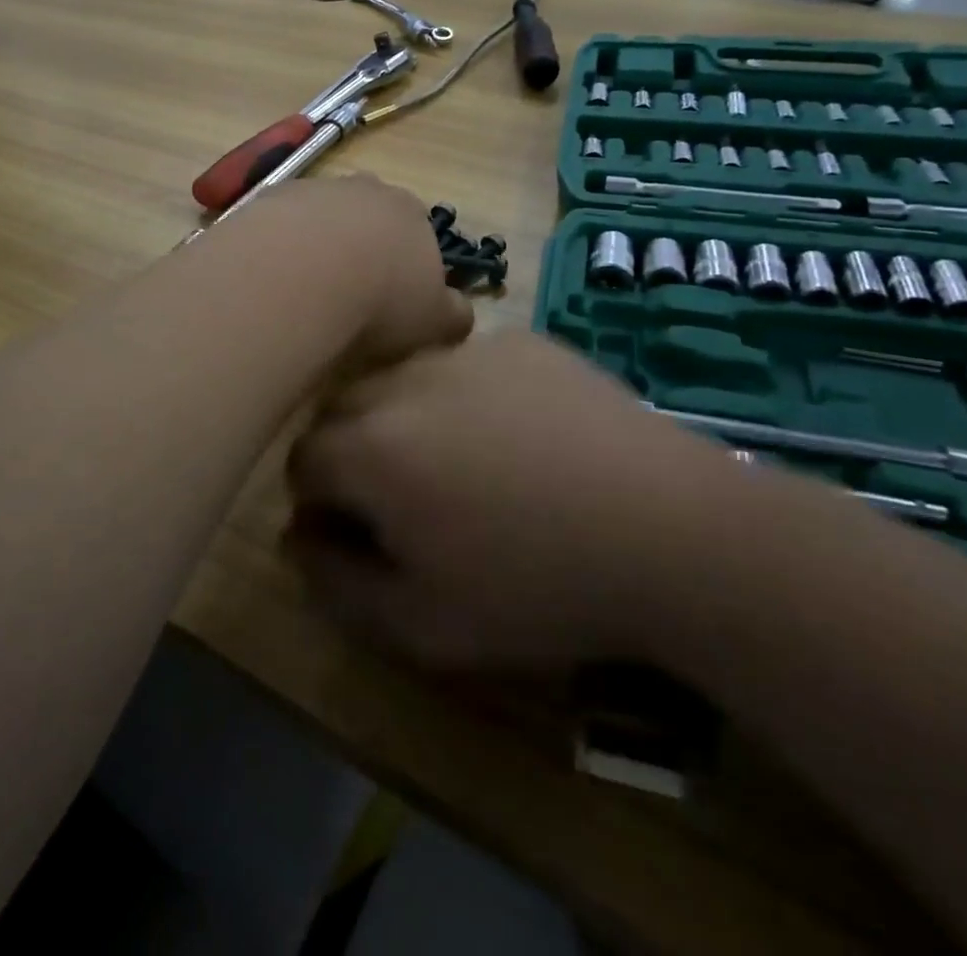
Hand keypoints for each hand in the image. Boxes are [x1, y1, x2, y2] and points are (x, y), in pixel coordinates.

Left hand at [233, 175, 473, 368]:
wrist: (301, 276)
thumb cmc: (381, 299)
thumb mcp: (434, 319)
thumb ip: (453, 313)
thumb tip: (461, 313)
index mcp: (411, 212)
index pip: (417, 229)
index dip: (407, 260)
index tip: (394, 294)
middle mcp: (364, 189)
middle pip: (367, 214)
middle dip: (362, 244)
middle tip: (348, 290)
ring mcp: (313, 189)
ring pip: (320, 215)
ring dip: (316, 243)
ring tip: (305, 290)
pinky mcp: (266, 200)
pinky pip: (278, 224)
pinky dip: (279, 246)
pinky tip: (272, 279)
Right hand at [285, 332, 736, 669]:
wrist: (669, 529)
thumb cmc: (538, 586)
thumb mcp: (422, 623)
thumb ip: (337, 582)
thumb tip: (296, 537)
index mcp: (370, 446)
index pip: (303, 460)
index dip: (319, 502)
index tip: (356, 533)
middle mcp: (405, 380)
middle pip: (344, 409)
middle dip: (353, 453)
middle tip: (404, 500)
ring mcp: (467, 351)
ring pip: (401, 379)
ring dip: (406, 418)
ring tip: (461, 464)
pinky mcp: (520, 342)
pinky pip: (464, 365)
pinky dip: (464, 396)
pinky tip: (517, 436)